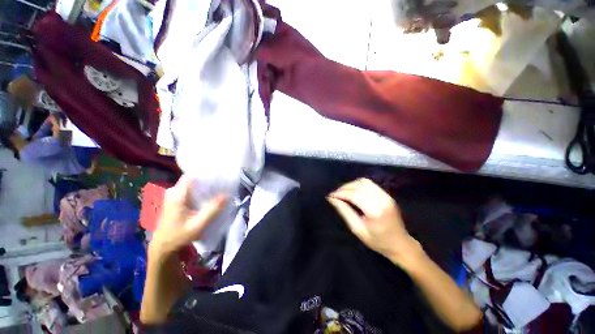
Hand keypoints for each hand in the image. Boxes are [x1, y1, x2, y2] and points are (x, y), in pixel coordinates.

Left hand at [150, 176, 226, 258]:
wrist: (163, 245)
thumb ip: (212, 210)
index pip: (191, 176)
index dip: (205, 174)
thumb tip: (226, 196)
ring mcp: (172, 195)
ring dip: (203, 186)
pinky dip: (199, 191)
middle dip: (207, 181)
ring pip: (191, 184)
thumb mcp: (198, 225)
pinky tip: (207, 197)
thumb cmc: (179, 235)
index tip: (218, 176)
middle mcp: (173, 191)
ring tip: (217, 189)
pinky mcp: (174, 199)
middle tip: (221, 185)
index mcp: (177, 195)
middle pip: (192, 179)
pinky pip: (189, 189)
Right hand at [327, 178, 422, 266]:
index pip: (354, 195)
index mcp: (375, 211)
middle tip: (335, 195)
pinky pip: (370, 184)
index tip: (330, 196)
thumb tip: (332, 199)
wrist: (400, 244)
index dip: (340, 193)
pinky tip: (353, 191)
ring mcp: (386, 195)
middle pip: (358, 186)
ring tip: (343, 192)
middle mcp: (382, 199)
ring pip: (364, 182)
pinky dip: (359, 184)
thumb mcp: (357, 229)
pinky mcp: (387, 194)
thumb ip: (345, 211)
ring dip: (351, 185)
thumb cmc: (378, 241)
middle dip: (344, 188)